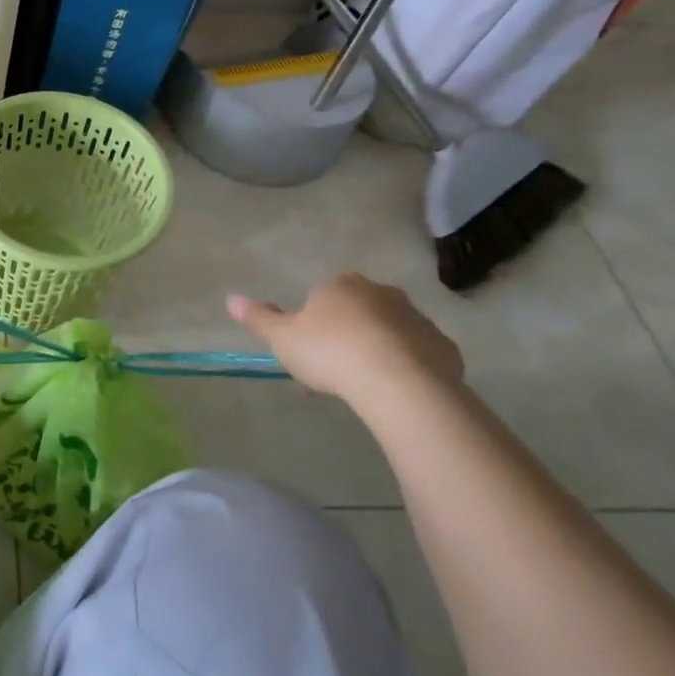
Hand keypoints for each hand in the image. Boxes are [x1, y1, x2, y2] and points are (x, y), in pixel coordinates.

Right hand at [227, 274, 463, 407]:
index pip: (322, 296)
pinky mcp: (443, 346)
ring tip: (364, 385)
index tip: (308, 352)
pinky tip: (396, 390)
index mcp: (340, 285)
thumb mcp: (283, 338)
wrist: (398, 382)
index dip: (313, 323)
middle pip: (357, 310)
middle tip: (334, 370)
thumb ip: (259, 318)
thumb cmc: (331, 352)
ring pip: (389, 330)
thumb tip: (231, 298)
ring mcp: (415, 317)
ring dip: (378, 348)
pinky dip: (408, 366)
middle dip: (347, 332)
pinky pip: (419, 353)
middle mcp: (380, 292)